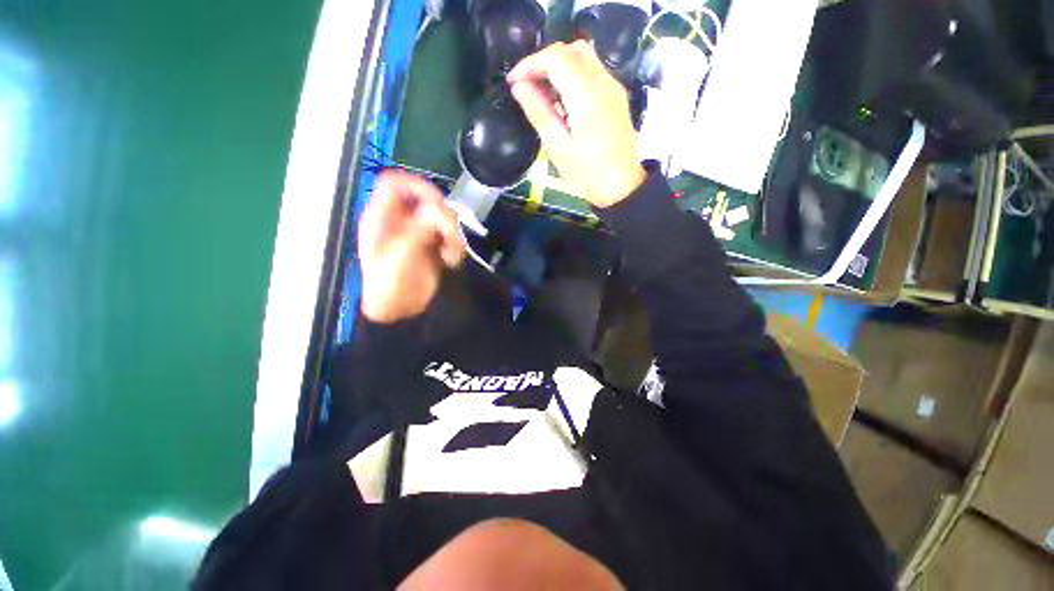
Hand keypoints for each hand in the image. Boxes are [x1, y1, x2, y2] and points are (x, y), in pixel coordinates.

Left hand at [358, 171, 465, 323]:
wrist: (401, 312)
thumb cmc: (389, 285)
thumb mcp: (399, 255)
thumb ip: (417, 229)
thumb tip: (437, 209)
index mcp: (382, 218)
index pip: (394, 184)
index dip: (414, 185)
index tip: (436, 200)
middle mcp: (402, 221)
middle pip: (425, 199)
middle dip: (441, 216)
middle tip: (449, 235)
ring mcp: (419, 233)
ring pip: (443, 217)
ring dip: (452, 234)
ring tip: (450, 256)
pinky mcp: (434, 246)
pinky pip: (451, 235)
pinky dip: (455, 245)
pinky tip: (451, 260)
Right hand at [507, 41, 645, 207]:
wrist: (622, 186)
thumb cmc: (588, 174)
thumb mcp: (558, 148)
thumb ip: (539, 113)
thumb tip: (519, 87)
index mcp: (587, 96)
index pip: (556, 58)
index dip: (530, 64)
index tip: (514, 83)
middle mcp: (603, 82)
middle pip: (570, 50)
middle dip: (544, 62)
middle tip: (526, 86)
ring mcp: (613, 87)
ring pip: (583, 57)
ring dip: (558, 67)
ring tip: (542, 93)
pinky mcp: (616, 95)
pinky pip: (592, 71)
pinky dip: (572, 75)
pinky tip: (562, 99)